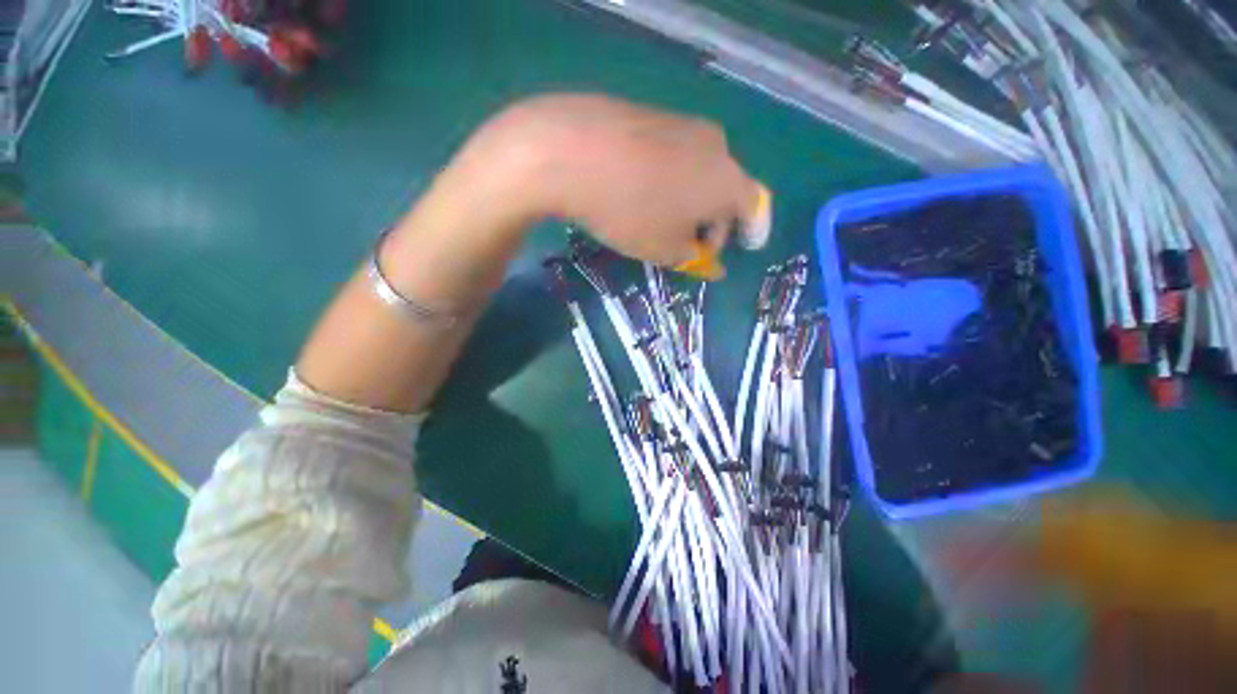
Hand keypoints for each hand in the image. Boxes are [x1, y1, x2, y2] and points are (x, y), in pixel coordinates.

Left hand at [453, 94, 766, 272]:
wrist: (573, 150)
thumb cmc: (630, 211)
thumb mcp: (664, 249)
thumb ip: (694, 258)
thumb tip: (713, 267)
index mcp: (727, 180)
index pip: (753, 208)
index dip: (751, 230)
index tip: (741, 247)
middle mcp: (715, 146)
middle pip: (725, 190)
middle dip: (713, 222)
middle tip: (690, 244)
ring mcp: (683, 124)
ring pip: (699, 171)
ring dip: (690, 201)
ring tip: (662, 221)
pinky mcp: (654, 116)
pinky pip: (674, 155)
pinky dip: (670, 179)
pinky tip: (643, 192)